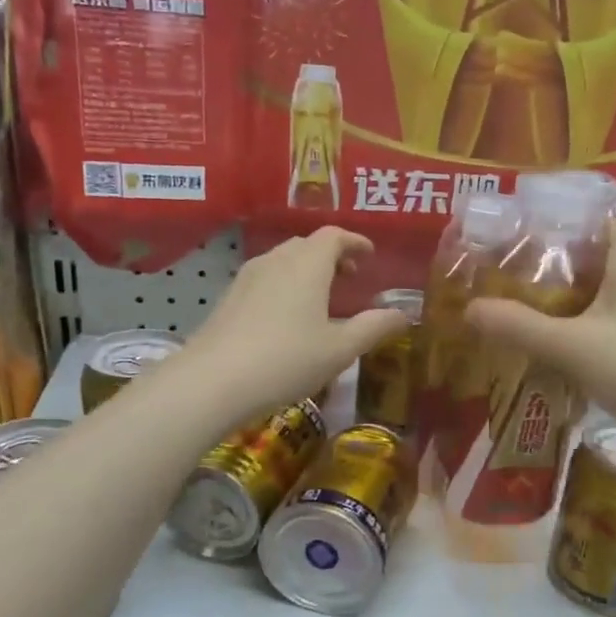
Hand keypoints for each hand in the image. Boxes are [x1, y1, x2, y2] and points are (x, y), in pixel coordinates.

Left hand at [180, 227, 407, 429]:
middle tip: (349, 278)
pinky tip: (286, 317)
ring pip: (283, 261)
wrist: (213, 380)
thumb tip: (402, 314)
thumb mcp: (340, 349)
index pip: (334, 236)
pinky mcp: (228, 298)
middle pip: (307, 245)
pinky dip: (284, 285)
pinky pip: (265, 279)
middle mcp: (276, 260)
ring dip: (306, 270)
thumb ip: (373, 327)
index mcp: (308, 264)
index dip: (355, 242)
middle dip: (331, 255)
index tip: (369, 255)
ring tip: (320, 298)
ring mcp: (247, 277)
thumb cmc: (287, 360)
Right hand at [465, 218, 615, 464]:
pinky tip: (596, 354)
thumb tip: (470, 308)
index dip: (575, 229)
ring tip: (561, 320)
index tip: (540, 247)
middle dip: (579, 270)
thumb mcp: (569, 347)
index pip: (609, 222)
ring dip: (600, 302)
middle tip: (539, 287)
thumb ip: (519, 327)